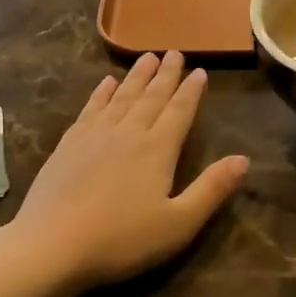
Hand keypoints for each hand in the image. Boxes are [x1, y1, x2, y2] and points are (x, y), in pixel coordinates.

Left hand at [8, 52, 248, 292]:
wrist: (51, 244)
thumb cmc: (121, 240)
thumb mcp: (178, 224)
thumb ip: (212, 189)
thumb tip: (244, 159)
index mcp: (157, 150)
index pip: (179, 112)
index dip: (191, 91)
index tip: (200, 71)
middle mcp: (128, 133)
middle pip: (151, 97)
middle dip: (165, 74)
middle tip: (174, 52)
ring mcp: (94, 136)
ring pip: (121, 97)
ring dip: (136, 76)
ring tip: (146, 56)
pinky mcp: (68, 144)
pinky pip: (90, 108)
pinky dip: (101, 93)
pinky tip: (106, 83)